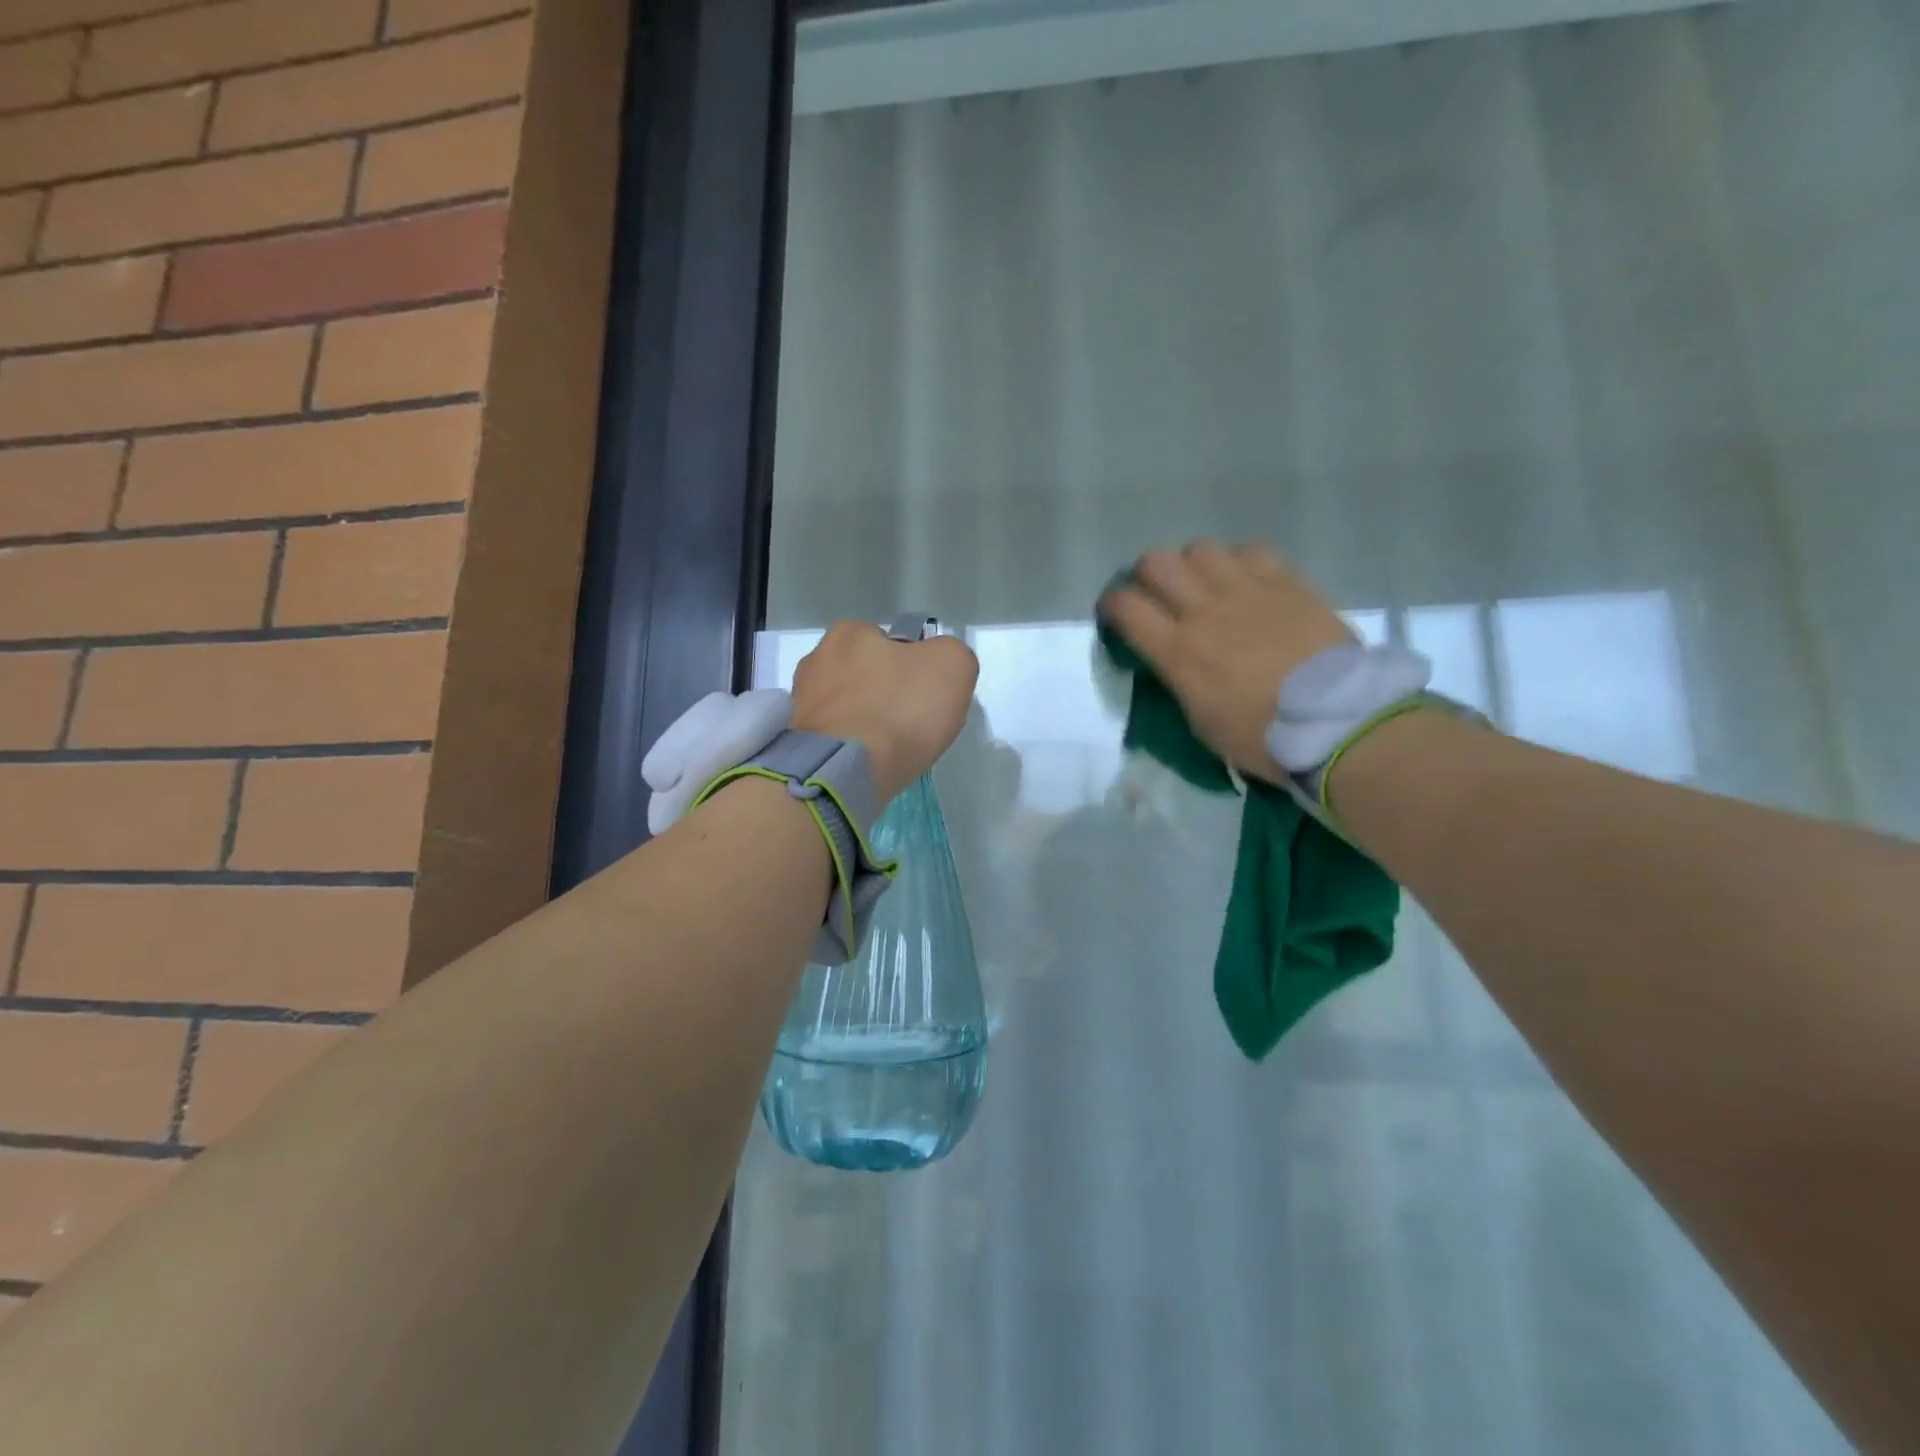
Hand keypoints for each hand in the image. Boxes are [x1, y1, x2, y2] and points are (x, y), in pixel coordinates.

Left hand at [790, 622, 979, 804]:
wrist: (847, 770)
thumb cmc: (901, 709)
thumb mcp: (953, 665)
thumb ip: (951, 654)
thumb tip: (938, 665)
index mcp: (850, 632)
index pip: (889, 643)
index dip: (912, 667)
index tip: (923, 695)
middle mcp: (816, 658)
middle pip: (864, 674)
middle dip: (882, 693)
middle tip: (907, 723)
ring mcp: (801, 701)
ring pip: (846, 706)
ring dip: (863, 720)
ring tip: (886, 748)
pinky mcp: (795, 740)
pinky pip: (831, 736)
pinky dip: (847, 746)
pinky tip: (864, 762)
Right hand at [1099, 541, 1354, 784]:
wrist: (1335, 723)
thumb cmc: (1261, 737)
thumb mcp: (1201, 721)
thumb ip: (1179, 681)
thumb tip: (1173, 661)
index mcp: (1176, 652)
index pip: (1124, 606)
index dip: (1111, 603)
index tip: (1116, 613)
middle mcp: (1204, 611)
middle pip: (1156, 563)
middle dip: (1147, 575)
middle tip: (1158, 594)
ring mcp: (1247, 591)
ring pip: (1201, 548)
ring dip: (1194, 564)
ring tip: (1205, 583)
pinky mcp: (1287, 583)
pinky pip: (1252, 550)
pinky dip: (1240, 560)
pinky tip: (1247, 579)